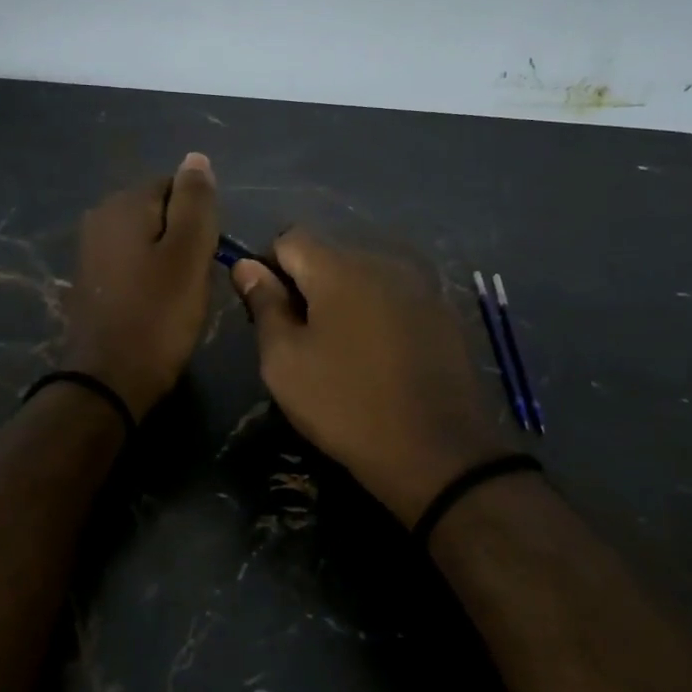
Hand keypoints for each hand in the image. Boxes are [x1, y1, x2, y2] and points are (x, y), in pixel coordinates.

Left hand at [61, 153, 219, 418]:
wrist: (109, 380)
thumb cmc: (158, 315)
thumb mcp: (189, 254)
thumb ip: (195, 202)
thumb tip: (196, 158)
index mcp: (123, 204)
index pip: (176, 185)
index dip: (200, 218)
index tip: (208, 255)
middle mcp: (99, 217)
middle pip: (160, 212)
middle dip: (184, 238)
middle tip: (197, 278)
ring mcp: (90, 250)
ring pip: (148, 240)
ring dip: (169, 261)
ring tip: (180, 296)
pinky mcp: (91, 280)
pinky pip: (131, 264)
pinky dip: (149, 278)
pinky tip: (158, 305)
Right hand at [232, 231, 504, 525]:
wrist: (436, 452)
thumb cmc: (345, 405)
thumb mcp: (285, 361)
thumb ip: (264, 305)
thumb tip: (246, 266)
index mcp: (340, 268)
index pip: (290, 239)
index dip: (269, 269)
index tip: (268, 312)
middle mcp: (384, 262)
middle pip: (330, 256)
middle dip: (308, 286)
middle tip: (301, 339)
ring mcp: (421, 286)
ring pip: (365, 278)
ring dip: (344, 301)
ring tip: (341, 351)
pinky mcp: (444, 313)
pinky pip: (395, 298)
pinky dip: (377, 315)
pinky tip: (379, 358)